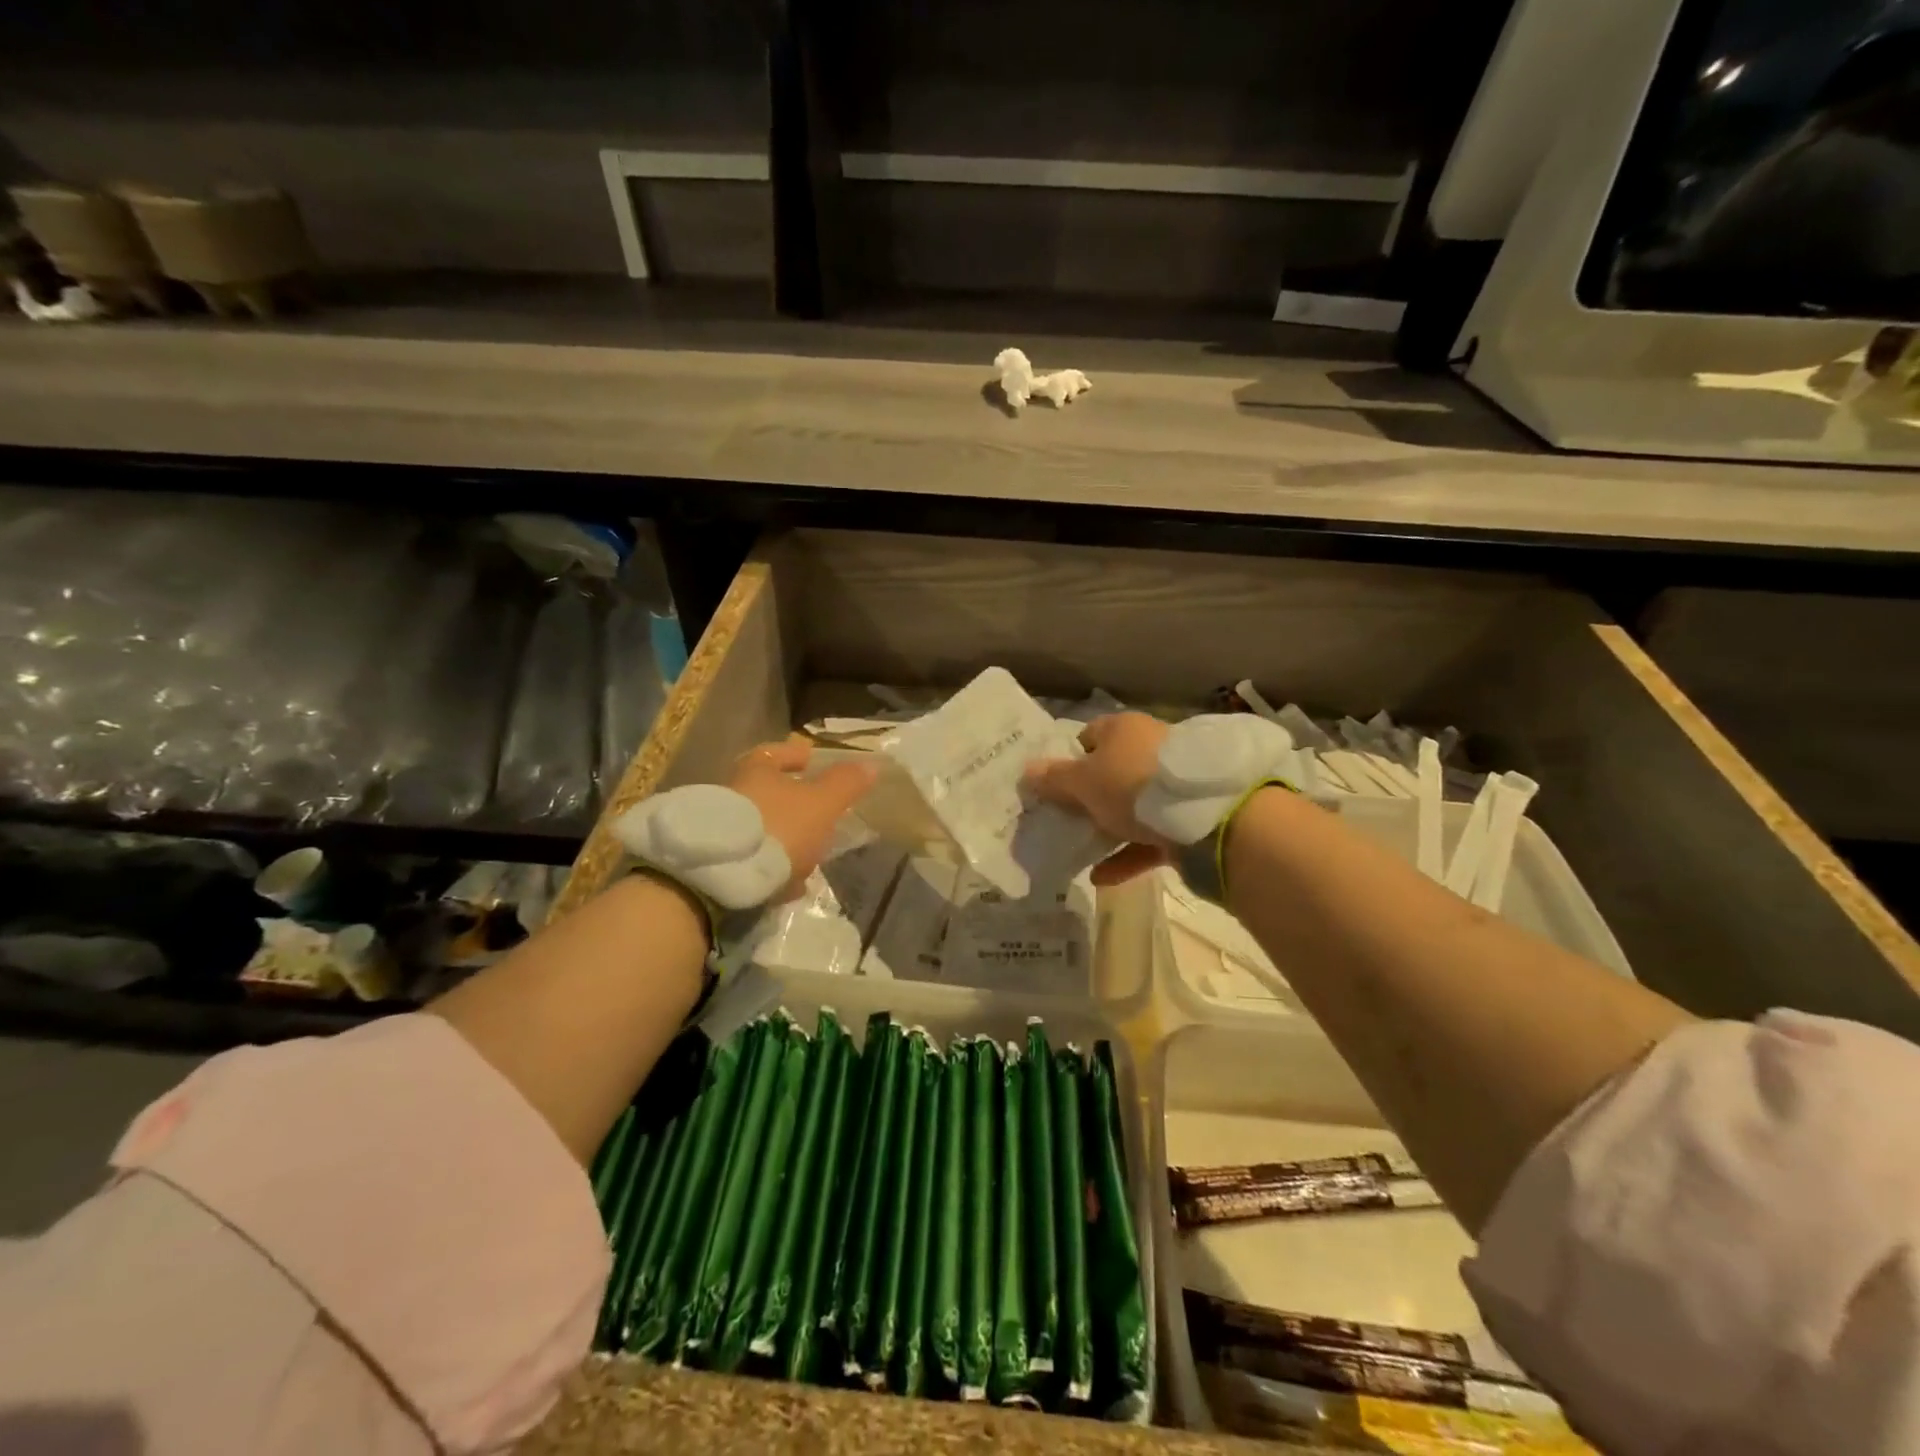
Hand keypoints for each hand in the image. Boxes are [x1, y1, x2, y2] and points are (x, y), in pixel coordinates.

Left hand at [728, 739, 878, 900]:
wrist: (718, 875)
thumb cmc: (776, 827)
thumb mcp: (821, 804)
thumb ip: (845, 784)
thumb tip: (870, 764)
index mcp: (757, 770)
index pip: (776, 752)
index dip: (797, 756)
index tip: (812, 762)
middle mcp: (732, 792)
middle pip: (767, 792)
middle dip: (793, 804)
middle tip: (819, 816)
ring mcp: (719, 828)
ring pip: (760, 828)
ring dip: (784, 839)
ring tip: (809, 858)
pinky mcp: (714, 860)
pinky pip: (749, 859)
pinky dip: (770, 867)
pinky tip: (788, 885)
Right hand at [1023, 712, 1172, 885]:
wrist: (1207, 816)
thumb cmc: (1133, 785)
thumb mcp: (1084, 782)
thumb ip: (1054, 779)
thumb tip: (1026, 770)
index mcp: (1124, 729)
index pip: (1089, 736)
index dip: (1070, 760)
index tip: (1054, 787)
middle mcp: (1150, 748)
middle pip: (1111, 772)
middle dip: (1089, 797)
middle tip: (1065, 820)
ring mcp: (1173, 785)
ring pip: (1132, 806)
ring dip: (1108, 828)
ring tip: (1081, 851)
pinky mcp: (1188, 818)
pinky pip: (1150, 836)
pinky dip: (1128, 855)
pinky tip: (1103, 877)